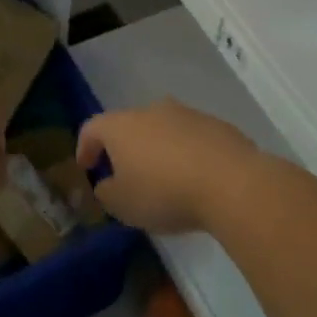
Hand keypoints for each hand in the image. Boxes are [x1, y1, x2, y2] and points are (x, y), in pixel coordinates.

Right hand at [76, 99, 259, 233]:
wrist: (231, 182)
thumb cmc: (165, 192)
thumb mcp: (123, 205)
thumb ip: (107, 192)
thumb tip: (107, 183)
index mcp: (122, 126)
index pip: (92, 128)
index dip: (85, 147)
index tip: (87, 167)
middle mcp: (152, 111)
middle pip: (129, 125)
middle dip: (124, 148)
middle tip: (125, 174)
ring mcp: (187, 114)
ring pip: (163, 129)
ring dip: (158, 149)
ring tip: (163, 179)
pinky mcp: (217, 125)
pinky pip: (191, 138)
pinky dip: (186, 153)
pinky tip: (194, 179)